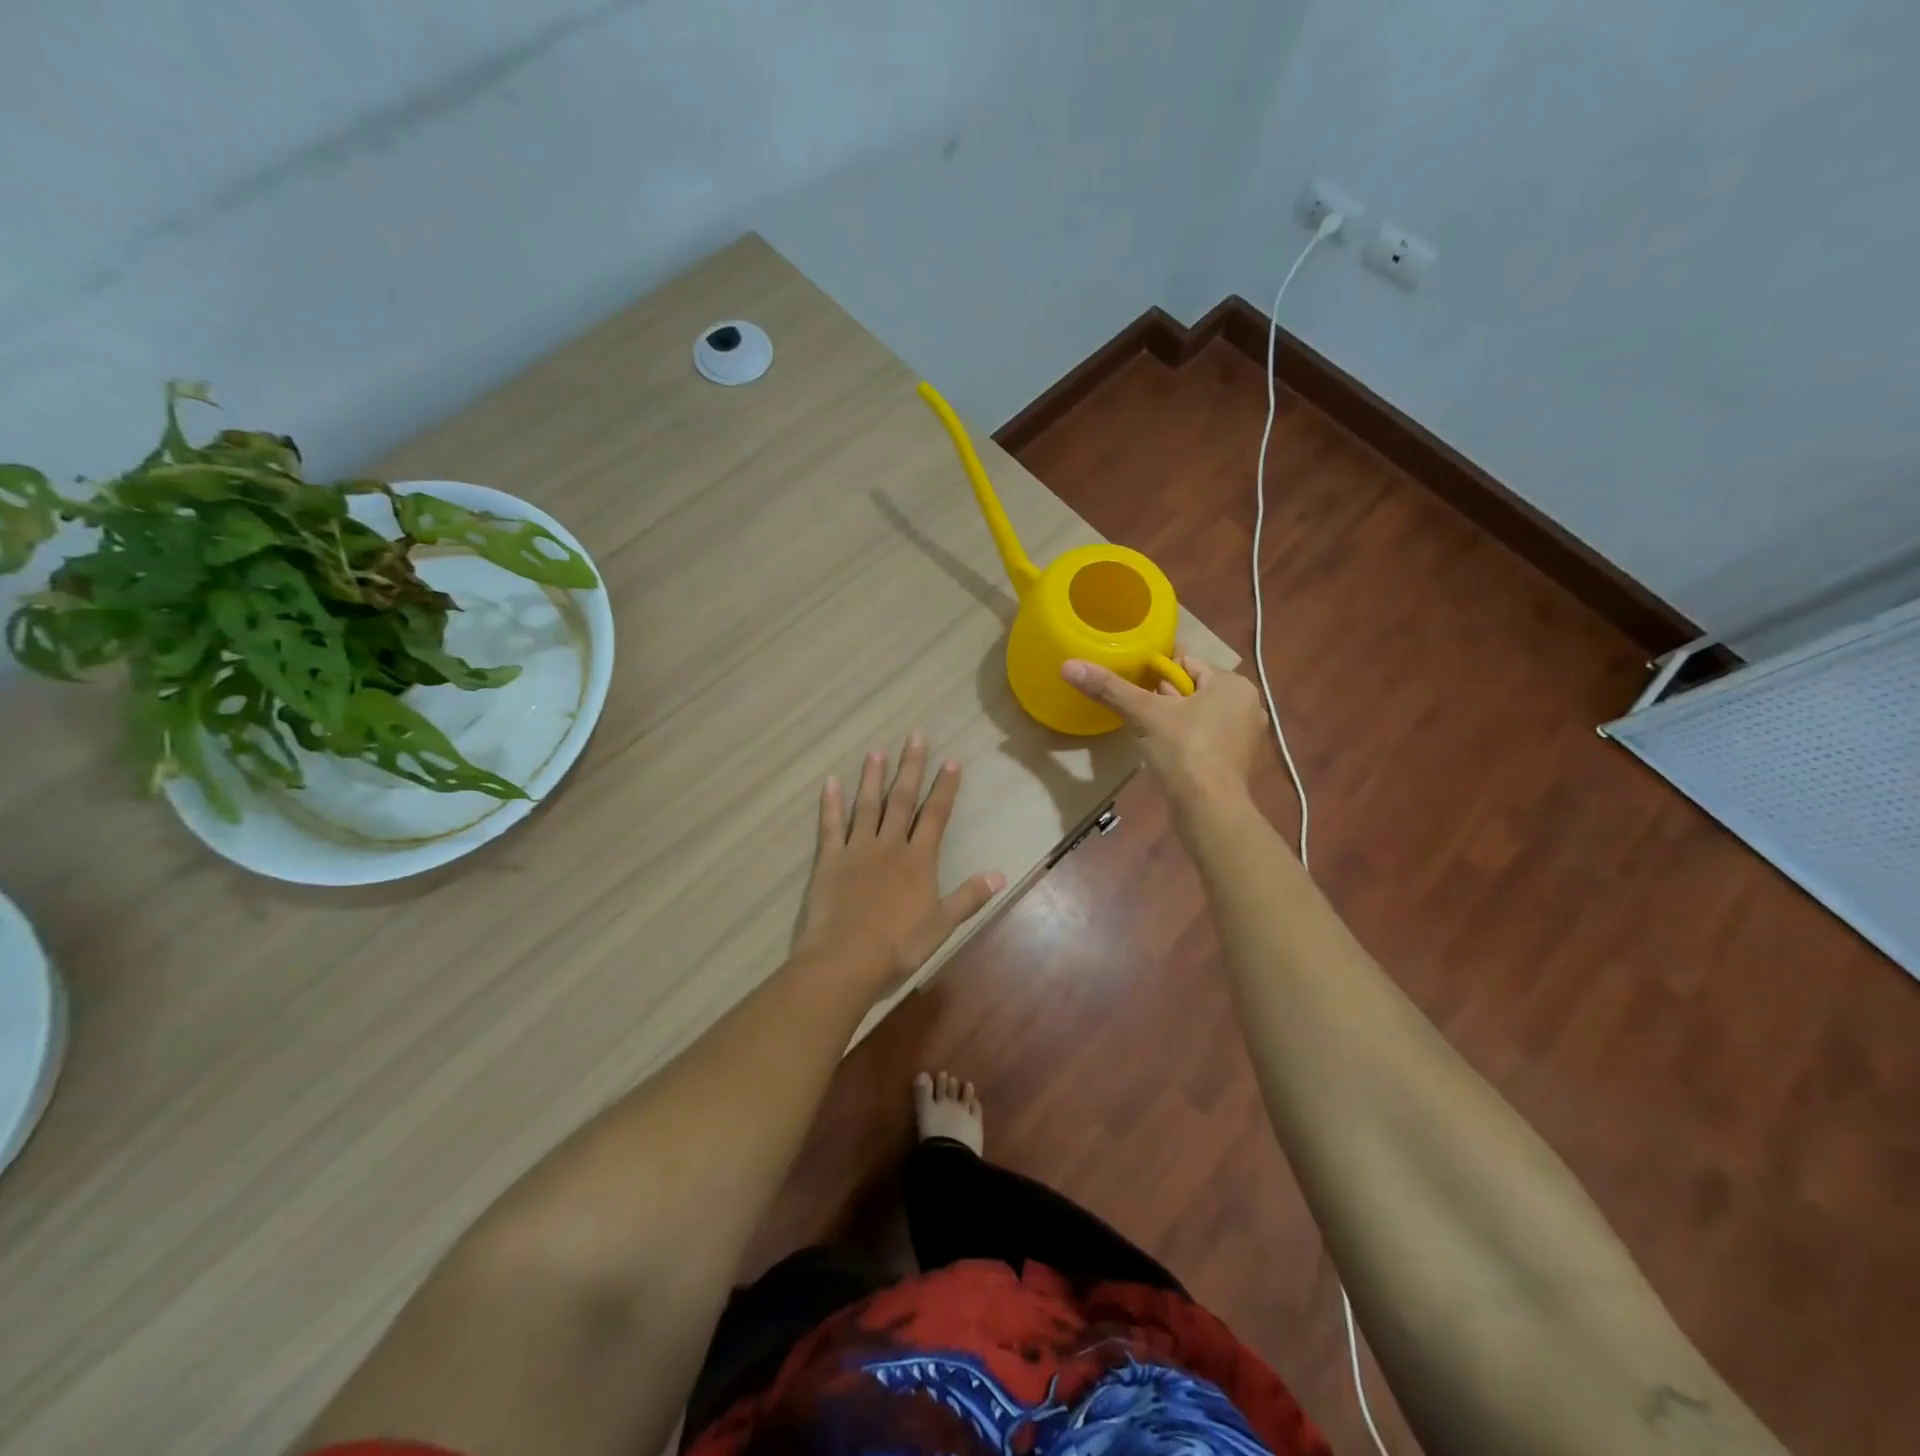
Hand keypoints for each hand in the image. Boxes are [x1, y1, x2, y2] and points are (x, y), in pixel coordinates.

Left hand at [797, 732, 1004, 995]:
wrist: (847, 959)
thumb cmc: (899, 945)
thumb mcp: (942, 924)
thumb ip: (969, 897)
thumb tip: (1001, 875)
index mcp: (919, 859)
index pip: (936, 815)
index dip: (945, 787)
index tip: (951, 760)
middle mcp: (890, 845)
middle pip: (902, 800)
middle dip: (911, 767)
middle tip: (915, 736)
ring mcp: (857, 849)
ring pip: (867, 805)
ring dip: (873, 778)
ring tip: (876, 751)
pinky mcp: (830, 860)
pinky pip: (830, 825)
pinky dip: (830, 804)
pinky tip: (830, 782)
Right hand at [1061, 653, 1266, 805]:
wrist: (1209, 808)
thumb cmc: (1184, 750)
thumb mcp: (1144, 714)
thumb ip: (1110, 688)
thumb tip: (1069, 666)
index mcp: (1232, 683)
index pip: (1187, 662)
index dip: (1157, 671)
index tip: (1133, 684)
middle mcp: (1246, 703)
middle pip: (1193, 687)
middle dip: (1164, 695)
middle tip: (1137, 708)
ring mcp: (1244, 733)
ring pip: (1199, 712)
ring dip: (1174, 717)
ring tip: (1146, 728)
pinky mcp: (1236, 759)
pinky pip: (1206, 735)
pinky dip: (1186, 737)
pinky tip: (1165, 749)